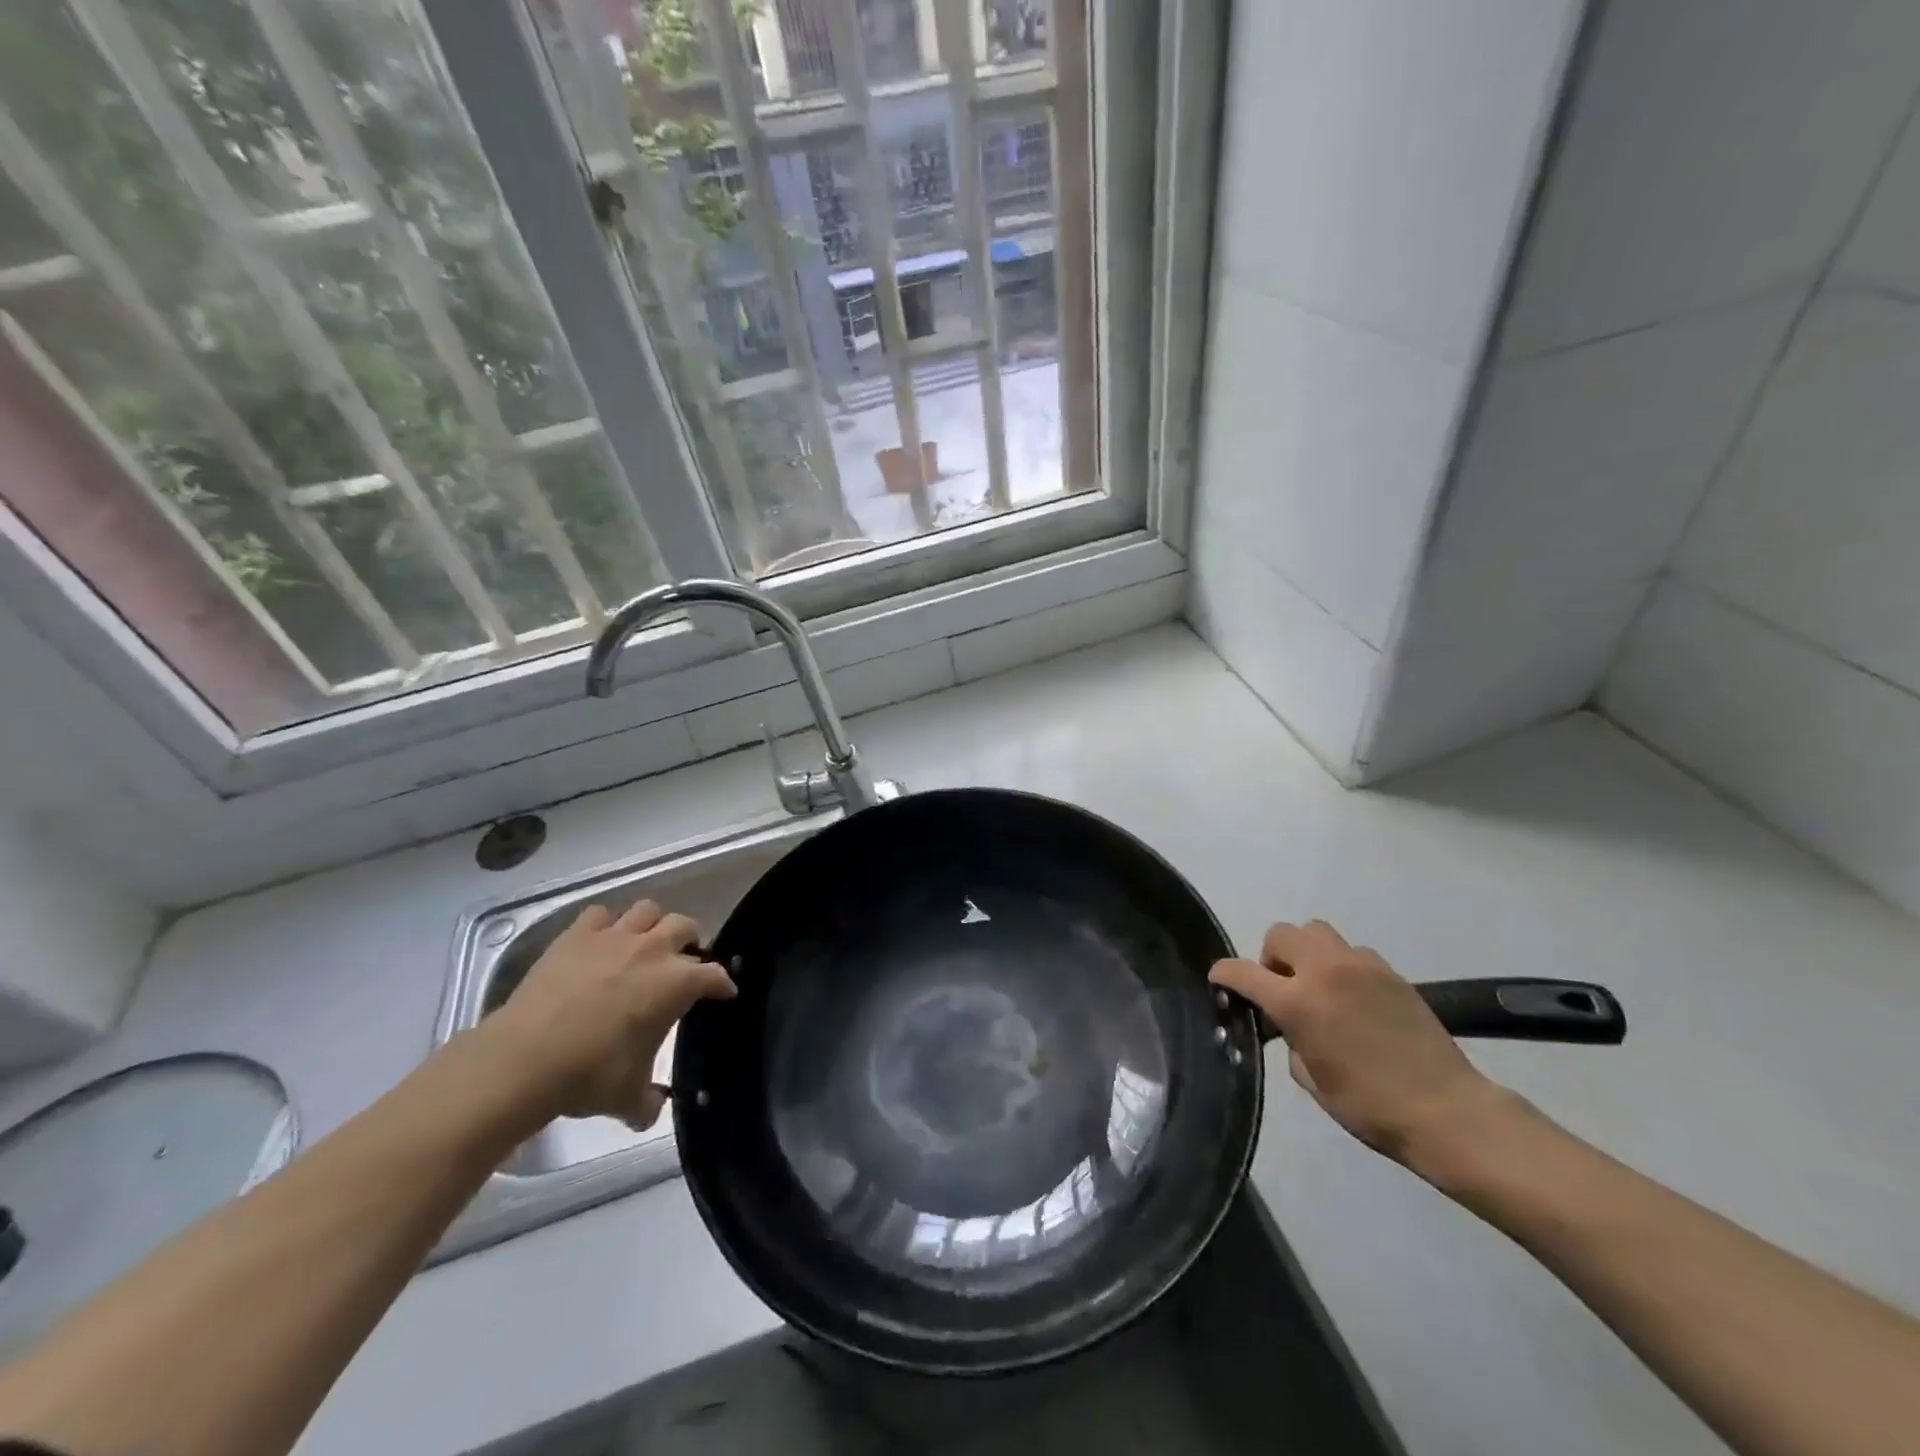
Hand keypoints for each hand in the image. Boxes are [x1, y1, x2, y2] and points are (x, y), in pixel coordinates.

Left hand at [479, 901, 735, 1128]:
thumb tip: (651, 1110)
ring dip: (652, 924)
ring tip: (645, 943)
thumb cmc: (589, 1075)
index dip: (722, 984)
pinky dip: (606, 925)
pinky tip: (601, 941)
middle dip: (690, 941)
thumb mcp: (628, 1098)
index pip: (714, 975)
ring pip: (647, 910)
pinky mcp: (577, 935)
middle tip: (682, 961)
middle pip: (685, 926)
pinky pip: (600, 914)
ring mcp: (614, 937)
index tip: (723, 992)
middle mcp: (653, 950)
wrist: (524, 1059)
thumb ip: (648, 1101)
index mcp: (677, 983)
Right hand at [1209, 920, 1514, 1166]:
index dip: (1224, 973)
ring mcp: (1360, 966)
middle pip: (1281, 934)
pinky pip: (1352, 952)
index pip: (1243, 971)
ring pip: (1316, 932)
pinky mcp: (1390, 972)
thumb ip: (1290, 1040)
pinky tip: (1353, 998)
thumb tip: (1288, 1026)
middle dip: (1271, 957)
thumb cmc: (1370, 1106)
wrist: (1447, 1110)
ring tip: (1317, 986)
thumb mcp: (1311, 1079)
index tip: (1219, 980)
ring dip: (1306, 953)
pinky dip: (1341, 966)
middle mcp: (1324, 971)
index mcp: (1297, 1002)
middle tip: (1281, 988)